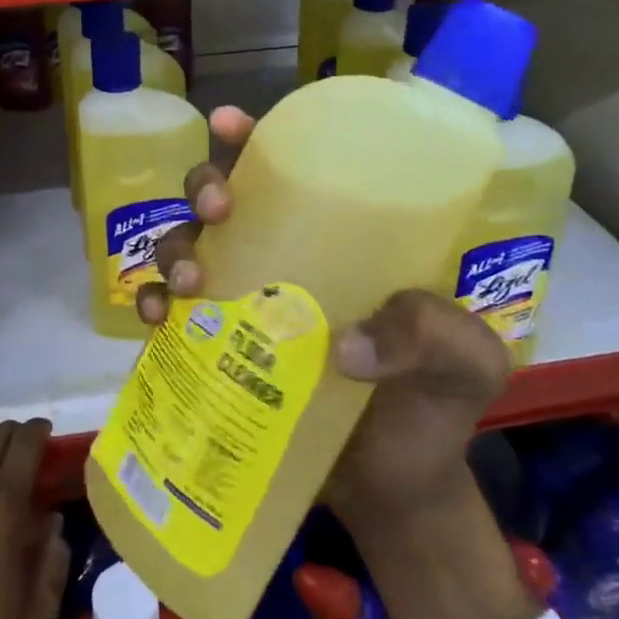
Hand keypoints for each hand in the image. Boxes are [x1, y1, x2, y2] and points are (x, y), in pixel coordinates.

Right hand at [140, 107, 512, 521]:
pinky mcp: (217, 350)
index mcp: (338, 238)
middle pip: (224, 197)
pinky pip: (171, 315)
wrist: (398, 492)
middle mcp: (282, 256)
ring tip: (187, 283)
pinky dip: (153, 307)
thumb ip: (432, 334)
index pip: (292, 170)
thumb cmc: (435, 407)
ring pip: (188, 246)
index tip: (228, 126)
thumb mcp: (465, 359)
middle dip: (206, 186)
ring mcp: (245, 302)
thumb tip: (346, 347)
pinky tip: (155, 321)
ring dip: (174, 248)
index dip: (252, 139)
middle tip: (218, 211)